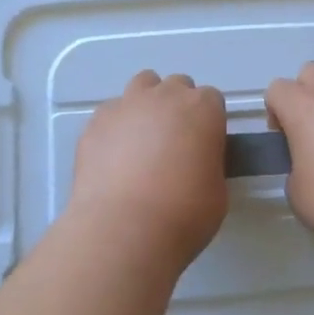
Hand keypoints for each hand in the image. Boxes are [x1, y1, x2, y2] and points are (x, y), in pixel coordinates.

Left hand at [64, 71, 228, 270]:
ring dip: (147, 105)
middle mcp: (165, 96)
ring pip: (142, 86)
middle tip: (174, 144)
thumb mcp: (217, 191)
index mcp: (202, 109)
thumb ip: (208, 164)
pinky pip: (112, 112)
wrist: (124, 228)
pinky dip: (116, 126)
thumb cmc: (183, 213)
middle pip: (176, 86)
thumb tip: (195, 164)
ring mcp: (127, 104)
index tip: (203, 146)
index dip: (208, 122)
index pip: (211, 100)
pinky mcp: (96, 121)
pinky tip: (114, 156)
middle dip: (178, 107)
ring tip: (142, 141)